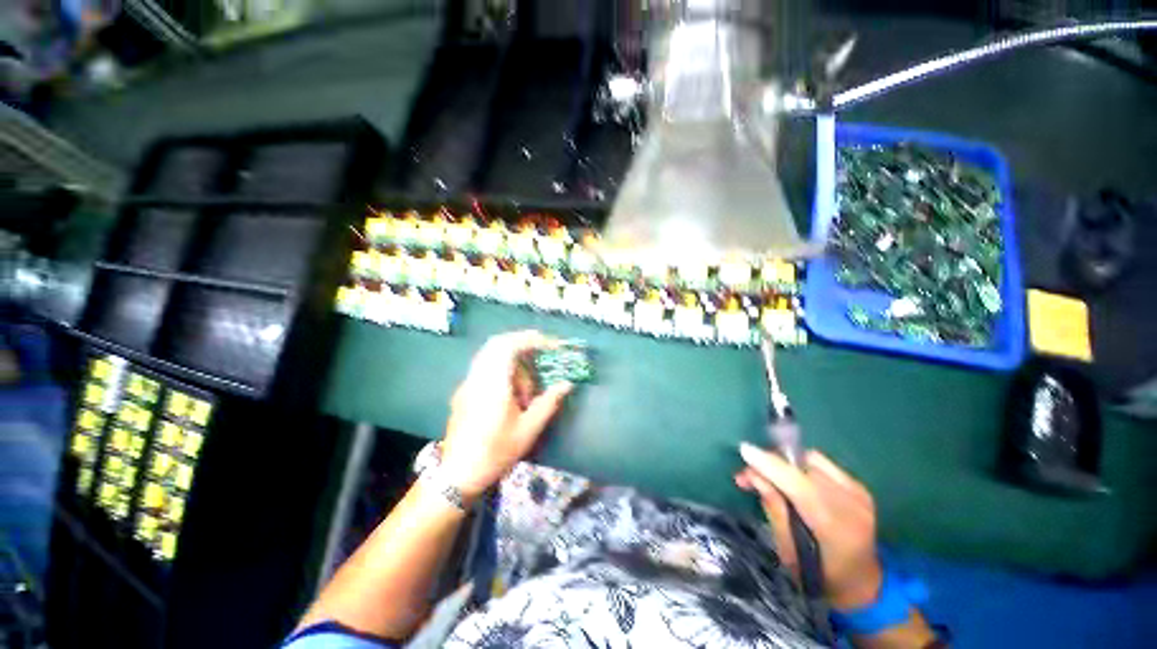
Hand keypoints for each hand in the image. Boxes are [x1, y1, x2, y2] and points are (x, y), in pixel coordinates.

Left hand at [440, 331, 571, 501]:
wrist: (458, 475)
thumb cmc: (495, 453)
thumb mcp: (528, 430)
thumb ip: (548, 403)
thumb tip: (566, 384)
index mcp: (492, 385)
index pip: (508, 346)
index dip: (530, 339)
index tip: (549, 344)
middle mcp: (477, 378)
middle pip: (497, 344)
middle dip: (522, 342)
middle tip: (542, 350)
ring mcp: (467, 384)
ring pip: (490, 355)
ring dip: (512, 360)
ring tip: (527, 386)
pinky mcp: (464, 391)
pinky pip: (485, 367)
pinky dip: (502, 369)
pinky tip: (512, 393)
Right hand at [736, 444, 882, 610]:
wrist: (863, 583)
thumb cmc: (820, 576)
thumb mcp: (789, 553)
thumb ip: (774, 510)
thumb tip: (753, 475)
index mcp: (836, 529)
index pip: (800, 486)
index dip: (771, 464)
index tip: (745, 450)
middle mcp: (852, 505)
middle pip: (804, 467)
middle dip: (771, 463)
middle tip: (748, 474)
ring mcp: (859, 494)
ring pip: (812, 460)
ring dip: (786, 464)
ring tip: (769, 476)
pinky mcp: (859, 487)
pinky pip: (822, 464)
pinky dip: (801, 467)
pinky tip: (793, 480)